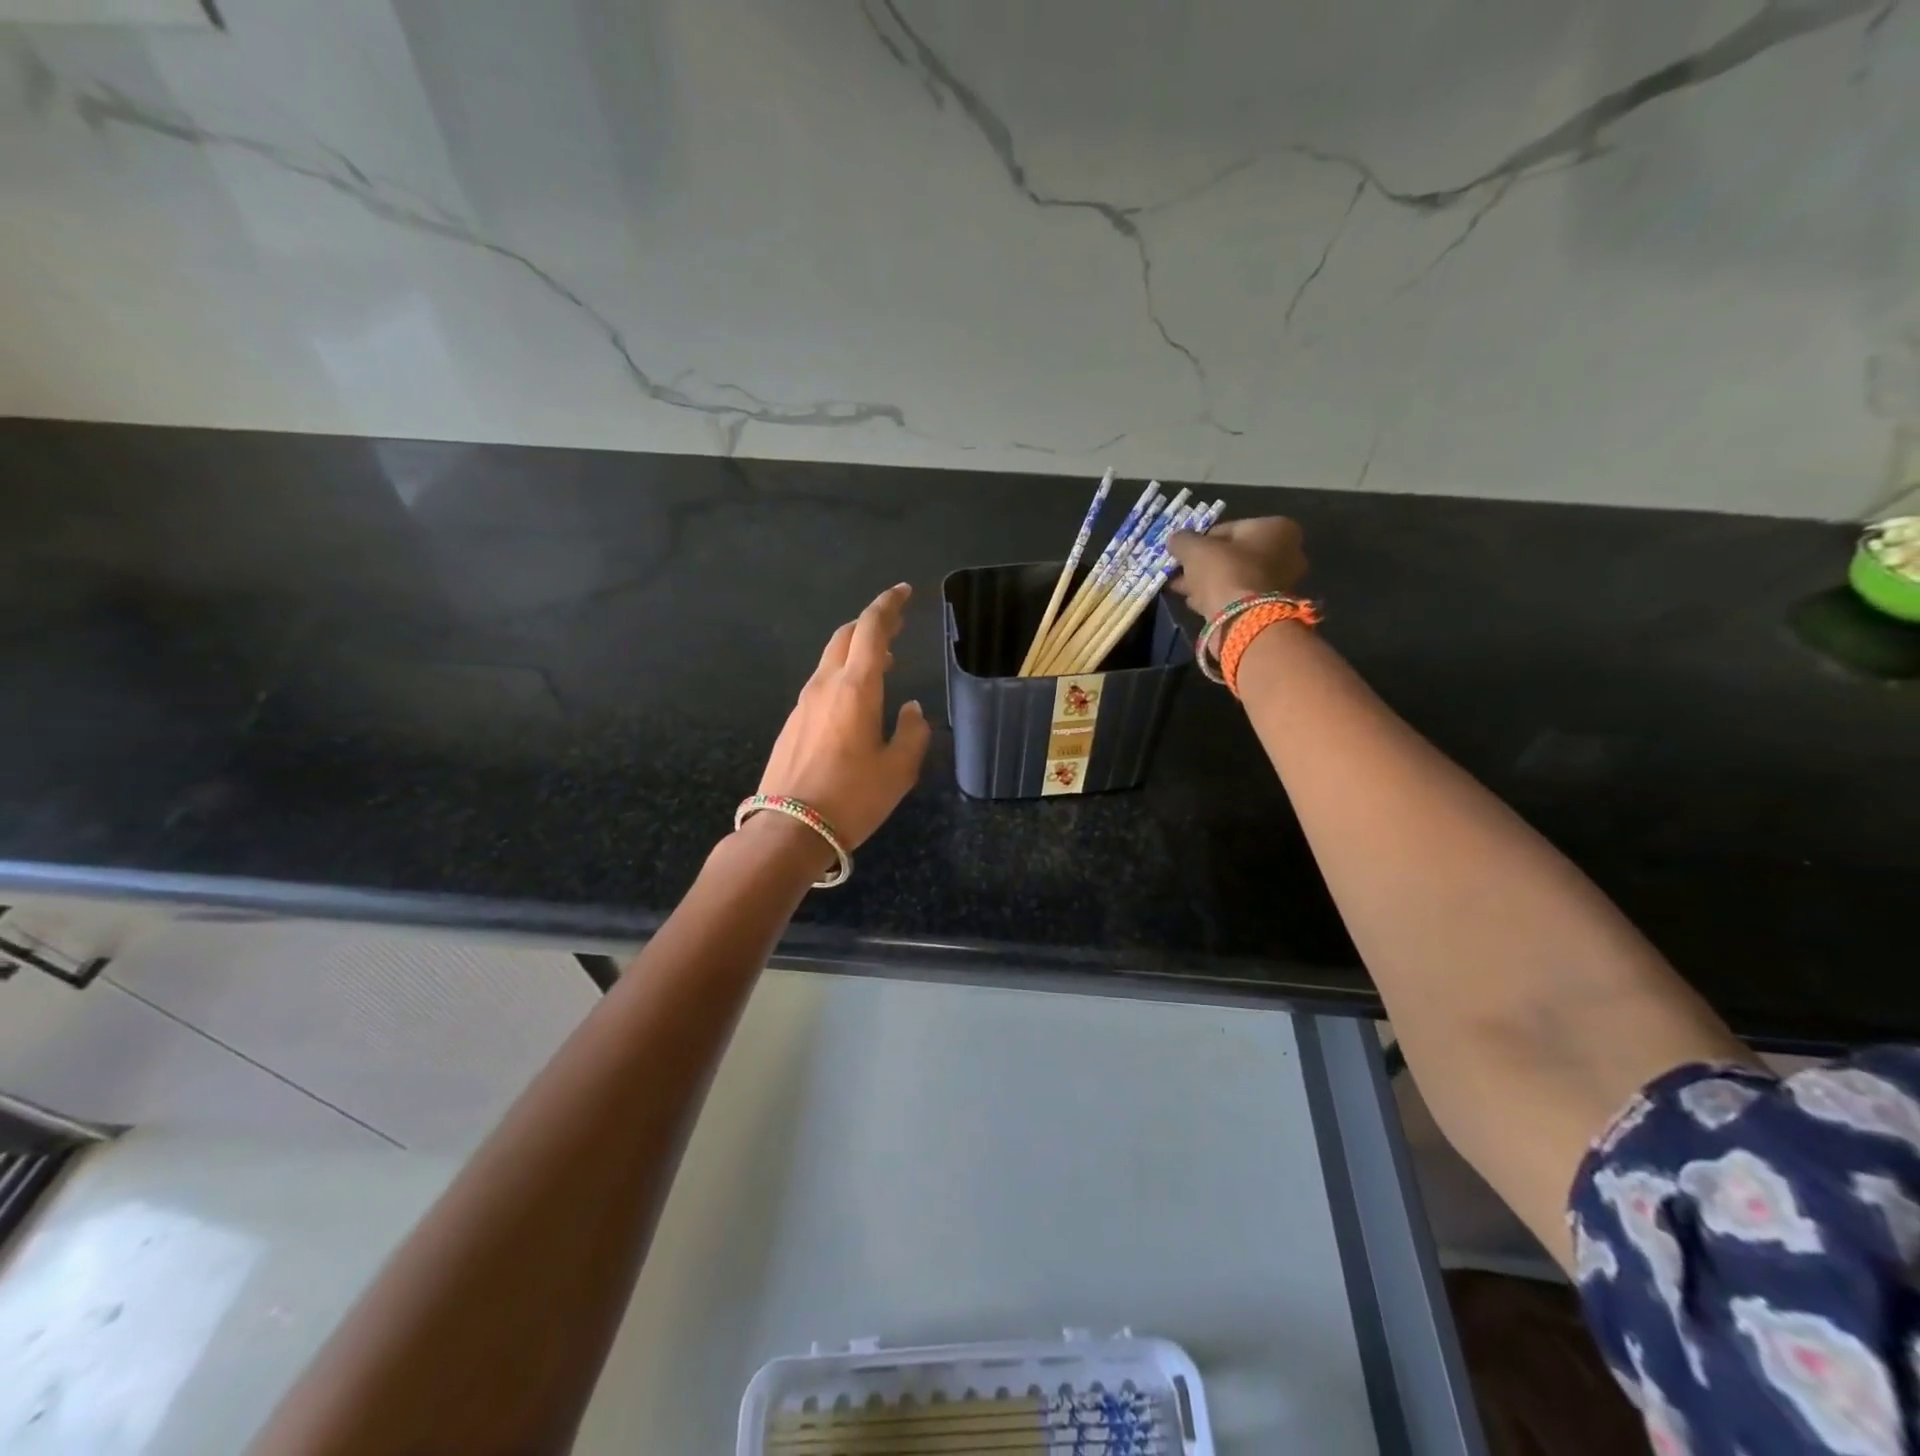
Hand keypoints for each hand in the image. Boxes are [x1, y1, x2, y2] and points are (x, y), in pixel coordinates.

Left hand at [756, 583, 930, 851]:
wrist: (790, 829)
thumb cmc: (852, 798)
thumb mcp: (899, 769)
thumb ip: (912, 732)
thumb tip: (910, 708)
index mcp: (856, 687)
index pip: (871, 628)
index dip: (889, 605)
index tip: (904, 592)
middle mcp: (825, 685)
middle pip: (845, 636)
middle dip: (871, 624)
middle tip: (895, 626)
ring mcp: (803, 704)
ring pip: (830, 660)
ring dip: (856, 651)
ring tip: (882, 663)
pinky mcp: (792, 723)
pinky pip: (820, 684)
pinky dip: (841, 675)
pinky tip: (854, 700)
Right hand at [1166, 517, 1308, 621]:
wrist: (1243, 621)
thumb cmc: (1224, 572)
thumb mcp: (1195, 549)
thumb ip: (1183, 540)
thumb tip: (1175, 539)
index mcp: (1276, 528)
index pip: (1229, 528)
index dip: (1201, 540)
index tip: (1184, 552)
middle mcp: (1287, 552)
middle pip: (1234, 554)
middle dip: (1205, 563)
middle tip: (1180, 571)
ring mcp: (1281, 582)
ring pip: (1235, 577)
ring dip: (1208, 581)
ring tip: (1181, 588)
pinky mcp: (1270, 607)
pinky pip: (1238, 595)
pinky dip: (1218, 597)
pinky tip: (1195, 602)